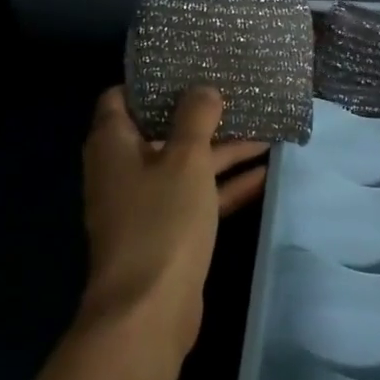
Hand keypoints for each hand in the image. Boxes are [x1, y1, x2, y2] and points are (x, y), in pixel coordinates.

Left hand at [78, 86, 267, 356]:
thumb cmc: (161, 220)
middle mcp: (123, 168)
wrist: (148, 312)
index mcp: (113, 143)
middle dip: (199, 114)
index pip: (121, 97)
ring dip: (221, 150)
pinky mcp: (166, 231)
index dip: (152, 82)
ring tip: (264, 131)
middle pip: (160, 129)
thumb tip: (203, 88)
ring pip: (185, 164)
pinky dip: (225, 184)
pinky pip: (197, 195)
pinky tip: (265, 173)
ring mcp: (145, 202)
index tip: (187, 68)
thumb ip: (196, 117)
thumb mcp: (185, 158)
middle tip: (235, 92)